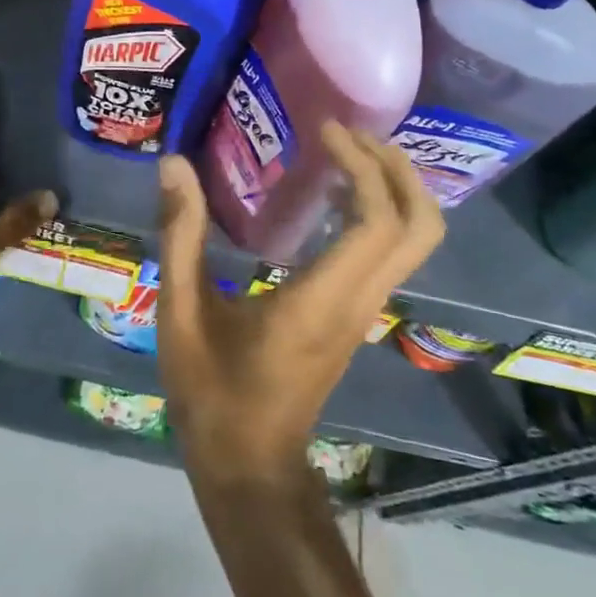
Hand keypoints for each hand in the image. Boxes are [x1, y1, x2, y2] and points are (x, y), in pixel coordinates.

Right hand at [157, 122, 444, 488]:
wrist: (250, 466)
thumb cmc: (213, 393)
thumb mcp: (181, 312)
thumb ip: (180, 235)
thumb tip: (174, 166)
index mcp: (323, 299)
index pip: (378, 221)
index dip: (362, 165)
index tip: (326, 130)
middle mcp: (360, 301)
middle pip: (421, 227)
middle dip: (398, 169)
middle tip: (351, 133)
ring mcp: (366, 312)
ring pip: (416, 241)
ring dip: (394, 186)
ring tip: (346, 151)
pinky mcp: (359, 316)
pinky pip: (392, 253)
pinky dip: (380, 210)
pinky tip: (334, 194)